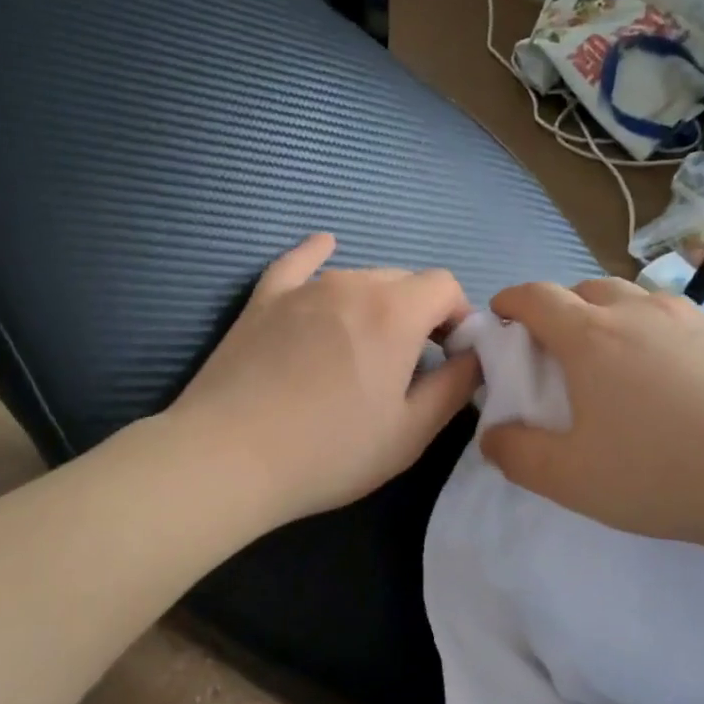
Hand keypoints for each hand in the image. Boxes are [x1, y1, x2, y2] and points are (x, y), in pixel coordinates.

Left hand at [168, 234, 481, 527]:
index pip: (445, 286)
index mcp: (395, 312)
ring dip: (376, 304)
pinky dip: (317, 255)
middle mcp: (352, 284)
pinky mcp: (263, 300)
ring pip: (357, 278)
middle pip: (403, 280)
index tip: (450, 357)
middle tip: (411, 363)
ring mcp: (302, 288)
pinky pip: (298, 264)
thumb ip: (454, 386)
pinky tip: (325, 245)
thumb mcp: (410, 432)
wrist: (228, 458)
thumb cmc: (329, 452)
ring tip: (365, 347)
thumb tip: (475, 357)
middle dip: (420, 313)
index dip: (458, 318)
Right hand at [481, 278, 703, 568]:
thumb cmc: (666, 474)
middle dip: (563, 310)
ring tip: (623, 367)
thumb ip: (517, 455)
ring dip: (617, 320)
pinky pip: (687, 325)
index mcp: (593, 337)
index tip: (501, 317)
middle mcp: (644, 313)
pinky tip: (685, 387)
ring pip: (642, 302)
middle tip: (560, 352)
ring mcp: (699, 320)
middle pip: (588, 289)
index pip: (536, 297)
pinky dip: (666, 340)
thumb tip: (493, 436)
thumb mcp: (572, 480)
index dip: (510, 301)